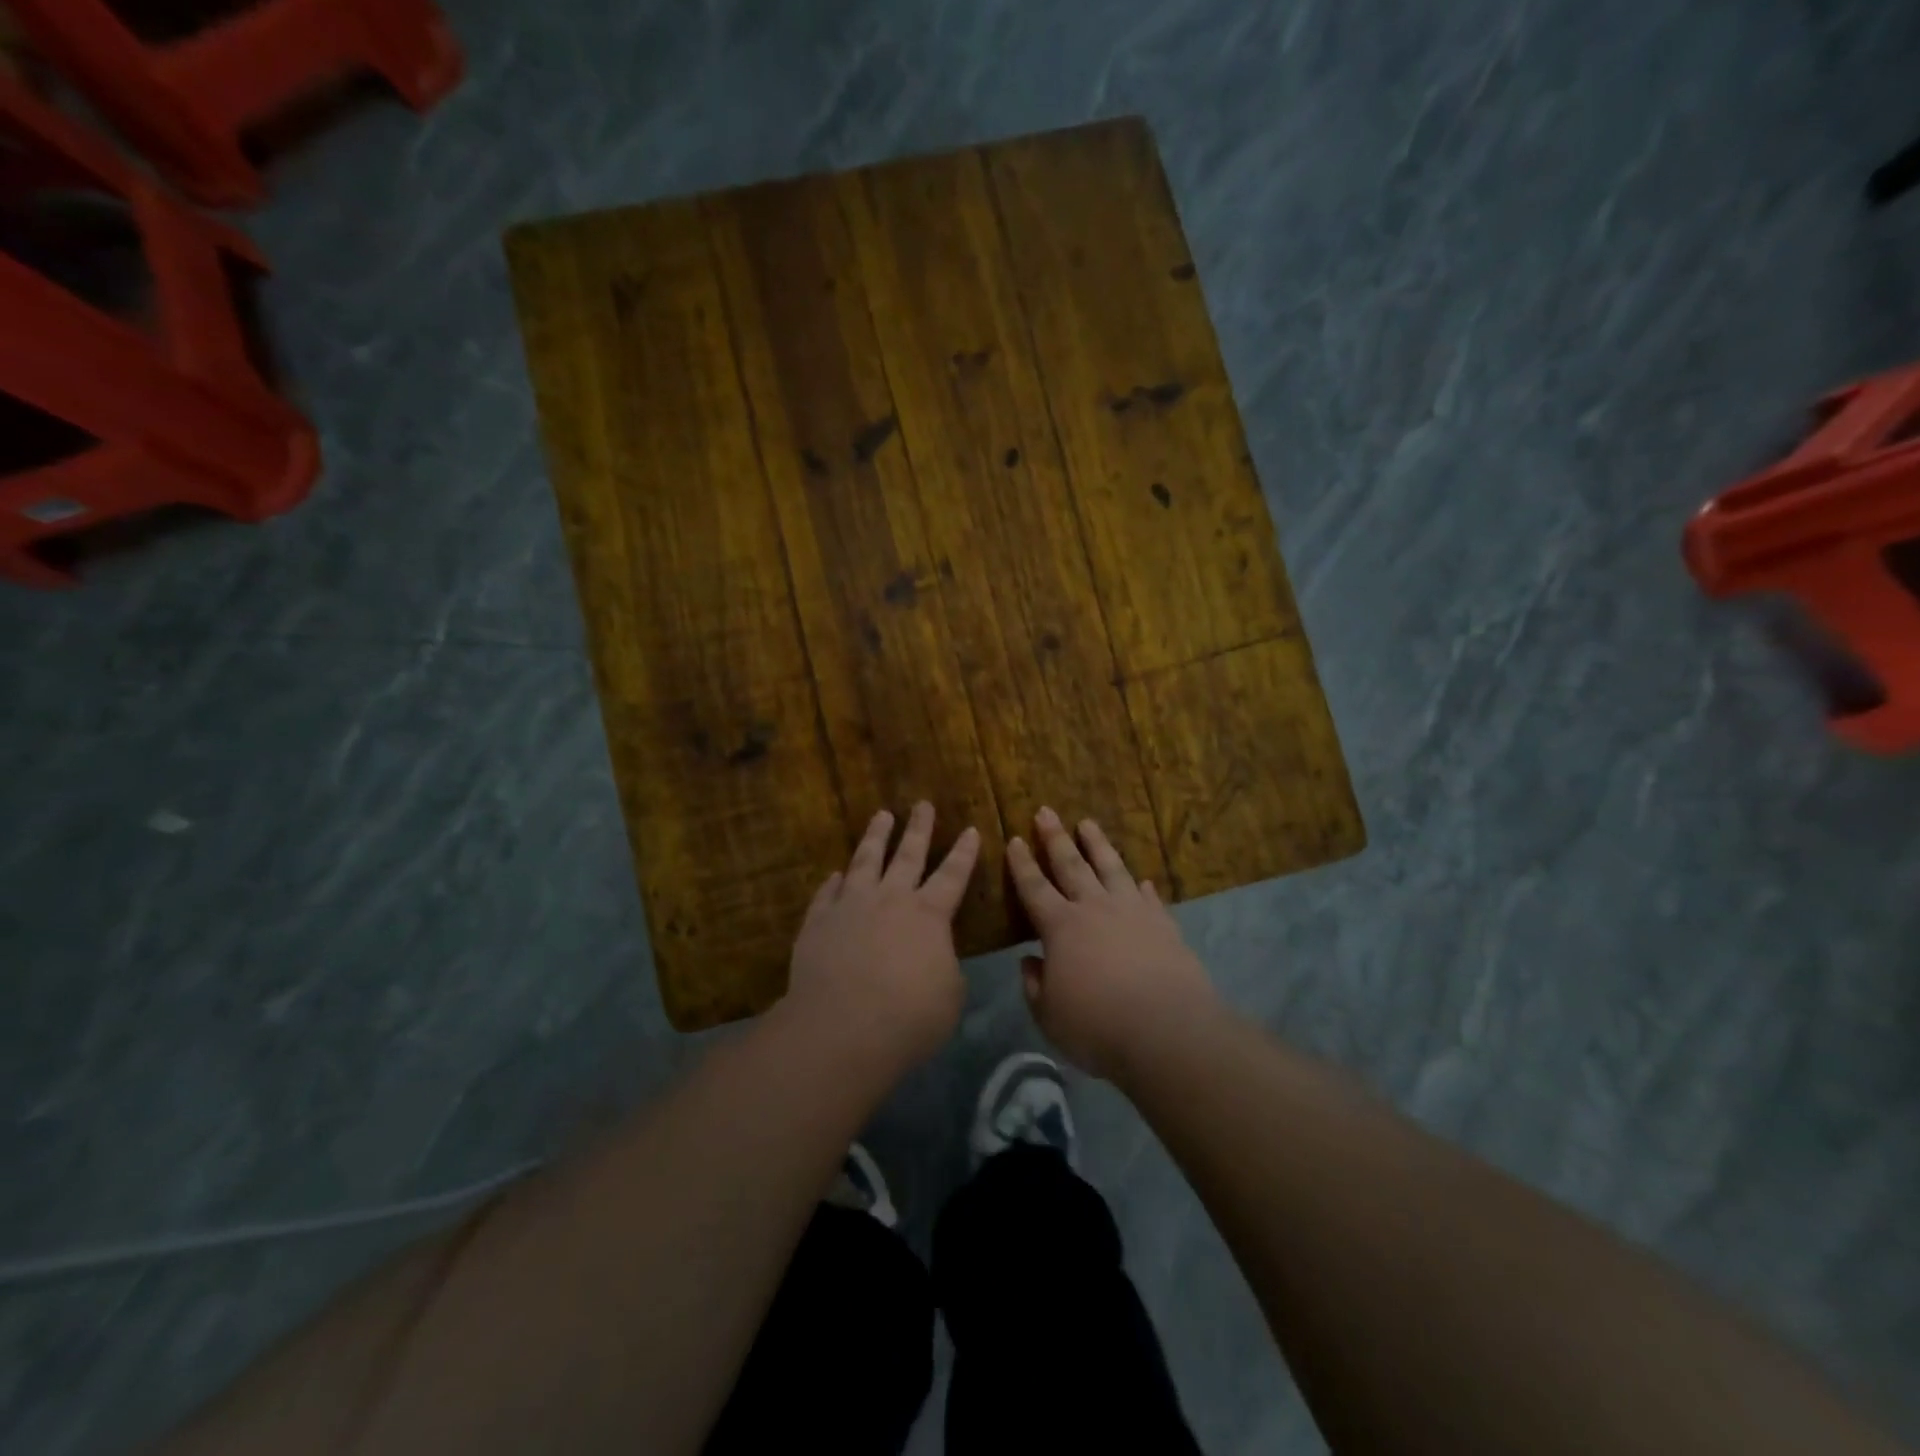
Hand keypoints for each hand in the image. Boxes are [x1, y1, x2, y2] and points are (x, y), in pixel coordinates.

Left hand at [782, 803, 980, 1074]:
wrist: (842, 1028)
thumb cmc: (909, 1017)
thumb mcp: (949, 995)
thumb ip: (944, 966)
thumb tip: (935, 956)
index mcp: (928, 915)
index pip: (953, 875)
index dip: (964, 853)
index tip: (970, 829)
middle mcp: (890, 900)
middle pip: (908, 855)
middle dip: (919, 828)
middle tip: (923, 804)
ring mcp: (850, 907)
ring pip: (865, 861)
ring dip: (875, 837)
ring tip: (881, 815)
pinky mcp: (818, 922)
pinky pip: (827, 894)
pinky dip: (833, 882)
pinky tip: (835, 874)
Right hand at [1008, 807, 1218, 1078]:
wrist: (1166, 1030)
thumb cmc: (1097, 1026)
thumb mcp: (1050, 1015)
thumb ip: (1036, 986)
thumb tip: (1029, 962)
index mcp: (1061, 927)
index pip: (1034, 888)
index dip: (1022, 864)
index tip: (1015, 839)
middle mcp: (1094, 909)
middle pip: (1071, 865)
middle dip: (1055, 838)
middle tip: (1046, 811)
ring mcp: (1132, 912)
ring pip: (1111, 868)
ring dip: (1098, 844)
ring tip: (1088, 823)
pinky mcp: (1163, 924)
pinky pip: (1149, 898)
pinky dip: (1142, 886)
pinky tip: (1141, 880)